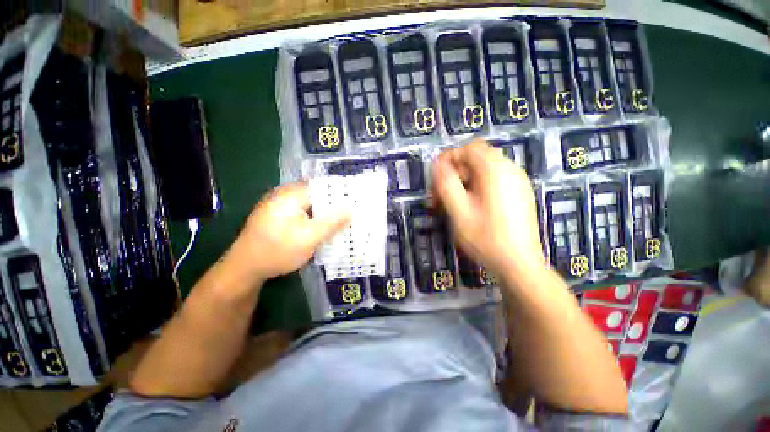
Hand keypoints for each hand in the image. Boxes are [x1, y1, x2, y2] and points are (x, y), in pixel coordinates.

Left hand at [234, 182, 349, 281]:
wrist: (244, 269)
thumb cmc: (277, 251)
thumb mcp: (308, 238)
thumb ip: (331, 222)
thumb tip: (351, 208)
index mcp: (291, 195)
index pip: (323, 186)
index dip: (341, 193)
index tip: (356, 201)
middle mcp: (285, 195)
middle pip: (318, 195)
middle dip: (335, 204)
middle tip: (353, 212)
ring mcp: (281, 205)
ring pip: (312, 205)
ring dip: (326, 212)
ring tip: (344, 220)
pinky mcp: (280, 216)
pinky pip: (304, 212)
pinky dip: (316, 218)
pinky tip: (325, 227)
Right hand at [432, 140, 543, 277]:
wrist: (519, 264)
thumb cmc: (485, 238)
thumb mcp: (458, 211)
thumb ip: (446, 184)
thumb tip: (438, 164)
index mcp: (495, 170)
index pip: (469, 149)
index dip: (449, 159)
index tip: (436, 179)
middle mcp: (510, 170)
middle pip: (476, 158)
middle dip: (455, 172)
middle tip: (442, 194)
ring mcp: (517, 181)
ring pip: (484, 169)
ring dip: (465, 180)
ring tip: (453, 202)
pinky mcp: (519, 193)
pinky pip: (494, 179)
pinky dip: (478, 186)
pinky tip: (471, 205)